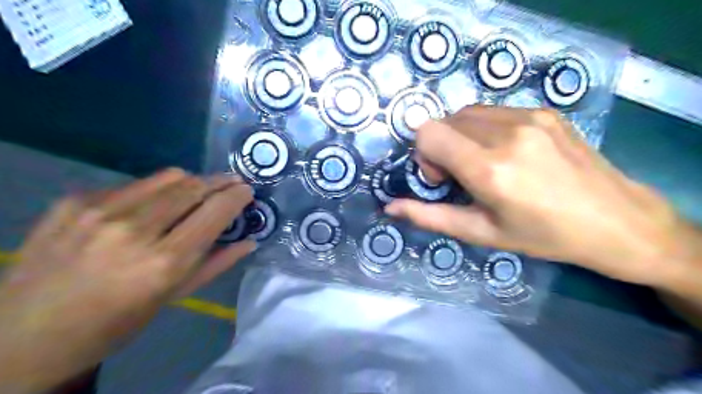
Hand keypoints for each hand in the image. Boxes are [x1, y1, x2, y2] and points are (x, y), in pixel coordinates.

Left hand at [0, 169, 255, 392]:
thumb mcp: (173, 298)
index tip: (247, 191)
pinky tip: (151, 205)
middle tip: (232, 182)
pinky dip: (155, 191)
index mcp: (164, 263)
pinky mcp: (74, 201)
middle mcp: (134, 231)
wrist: (23, 333)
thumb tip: (250, 241)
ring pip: (168, 177)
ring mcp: (99, 211)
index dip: (237, 196)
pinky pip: (134, 184)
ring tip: (198, 190)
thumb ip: (217, 264)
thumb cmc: (115, 323)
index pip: (214, 211)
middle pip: (194, 186)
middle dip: (220, 181)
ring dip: (192, 182)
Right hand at [386, 108, 692, 285]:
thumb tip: (390, 208)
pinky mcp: (544, 110)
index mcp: (489, 169)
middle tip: (460, 174)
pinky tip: (505, 152)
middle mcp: (506, 134)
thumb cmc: (543, 235)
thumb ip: (430, 217)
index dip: (423, 154)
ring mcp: (529, 116)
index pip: (428, 133)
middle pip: (444, 121)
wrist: (615, 219)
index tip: (440, 177)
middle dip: (439, 146)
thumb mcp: (481, 233)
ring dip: (460, 136)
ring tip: (482, 162)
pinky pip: (492, 111)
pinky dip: (483, 128)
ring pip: (466, 113)